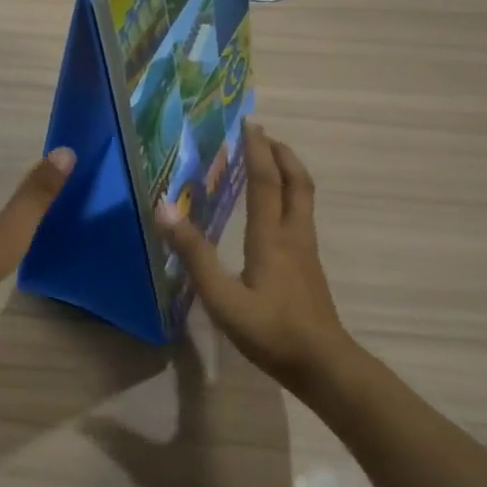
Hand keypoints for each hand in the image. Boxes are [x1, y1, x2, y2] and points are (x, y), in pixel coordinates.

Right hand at [157, 121, 353, 394]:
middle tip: (264, 136)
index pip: (265, 181)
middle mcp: (293, 235)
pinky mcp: (310, 267)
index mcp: (271, 237)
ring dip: (290, 173)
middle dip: (282, 154)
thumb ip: (194, 254)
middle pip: (297, 182)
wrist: (322, 363)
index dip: (257, 150)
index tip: (250, 123)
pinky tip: (276, 213)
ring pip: (304, 199)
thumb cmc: (269, 330)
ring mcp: (306, 251)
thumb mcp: (222, 296)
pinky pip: (302, 216)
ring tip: (272, 163)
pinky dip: (290, 197)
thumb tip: (164, 209)